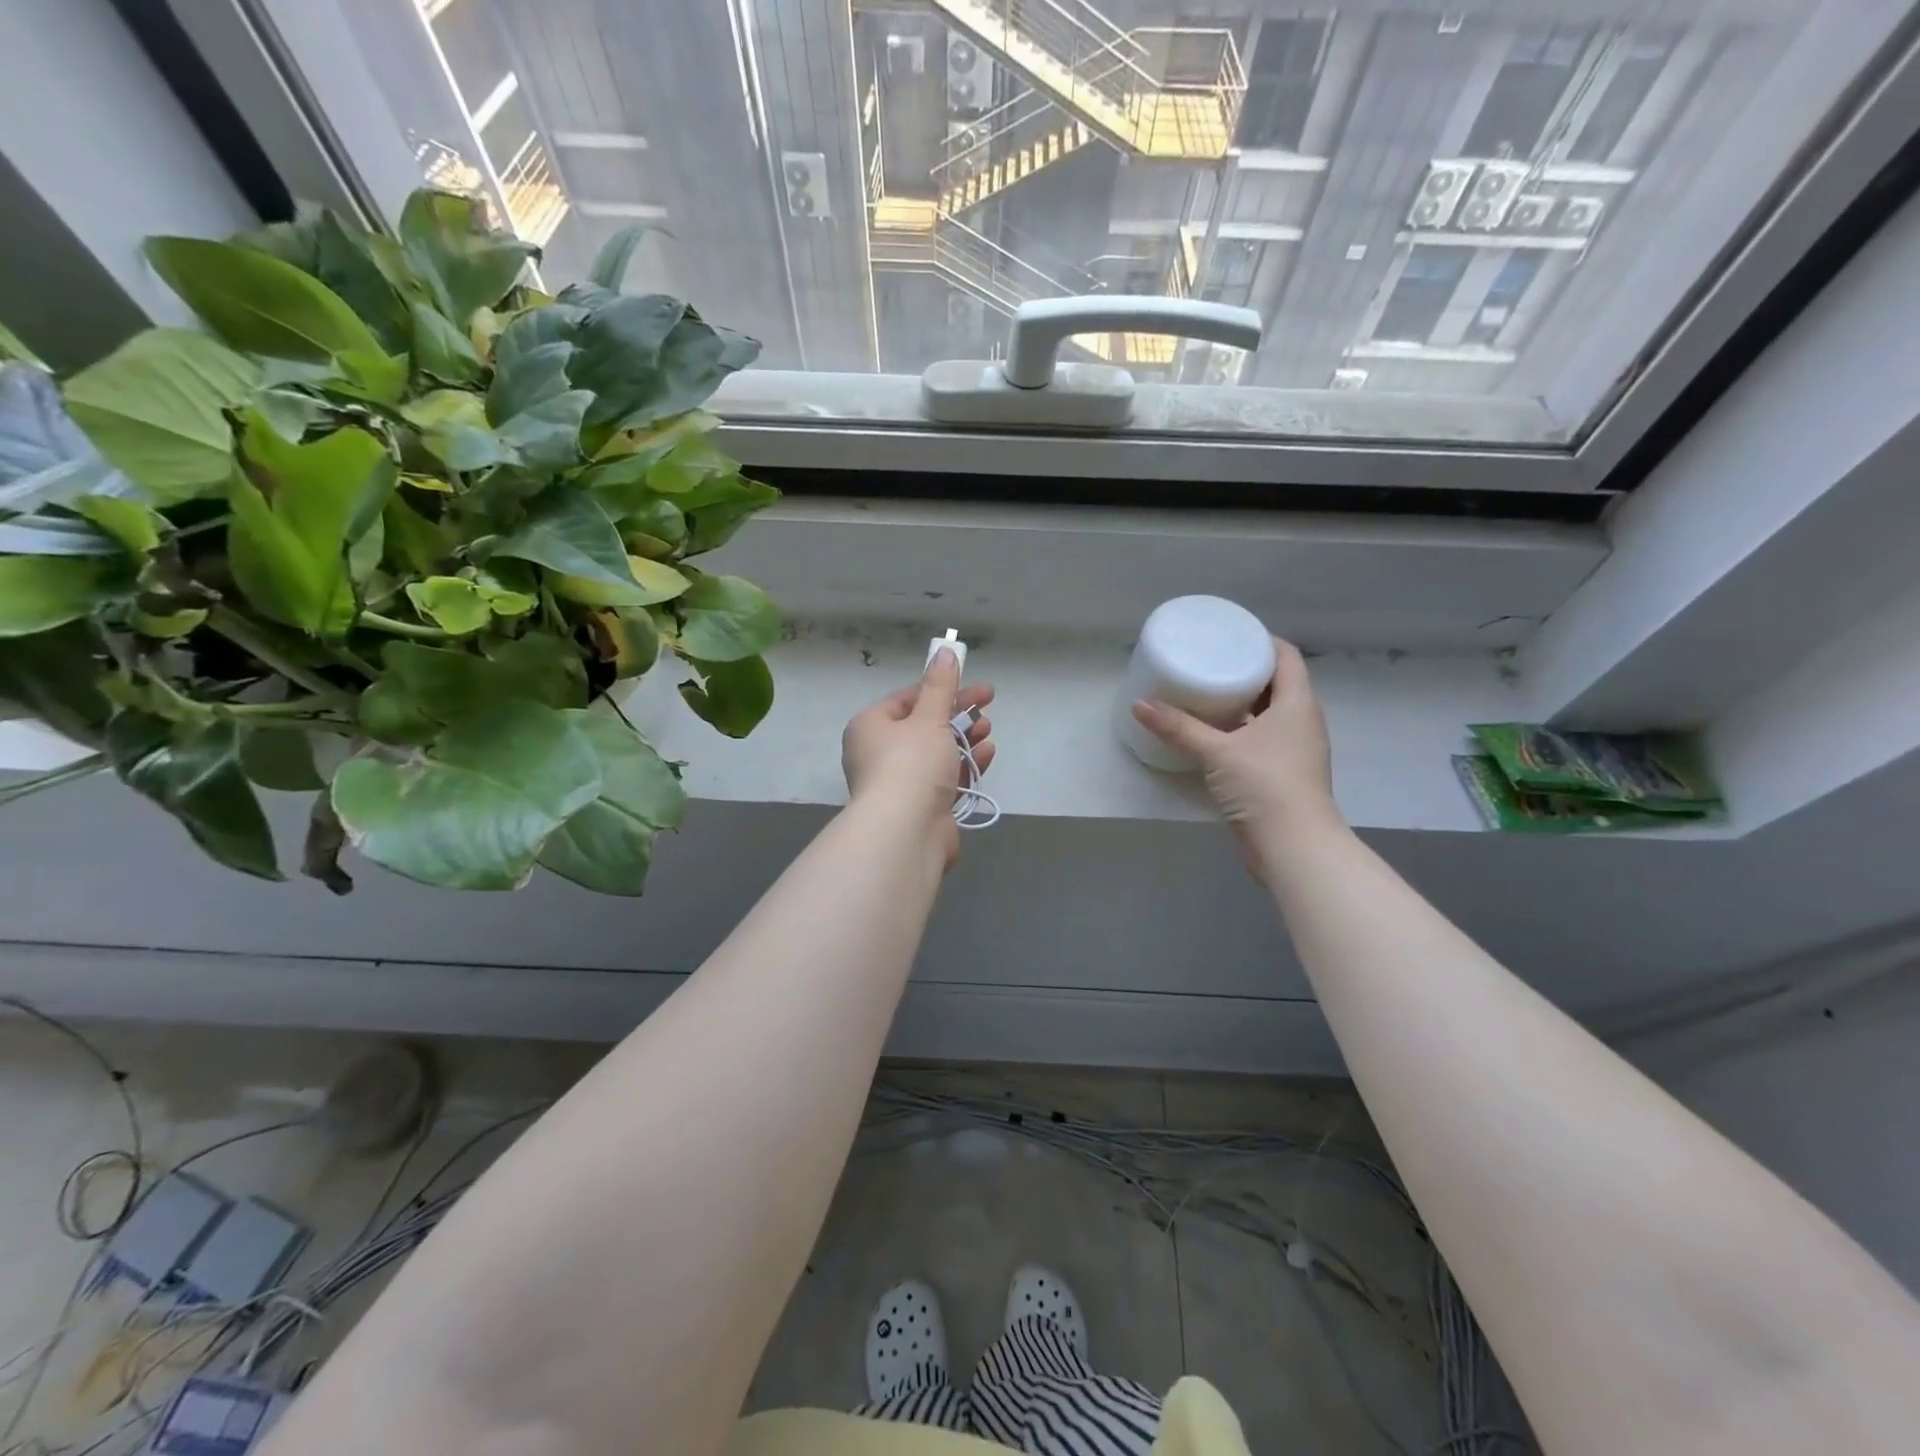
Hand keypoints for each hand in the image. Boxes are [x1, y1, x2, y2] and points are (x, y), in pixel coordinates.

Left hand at [842, 647, 994, 862]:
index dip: (942, 689)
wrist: (906, 832)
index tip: (974, 686)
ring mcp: (899, 784)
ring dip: (964, 740)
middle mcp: (878, 754)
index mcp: (870, 727)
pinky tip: (986, 755)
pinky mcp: (919, 807)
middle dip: (957, 716)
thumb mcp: (929, 718)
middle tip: (987, 707)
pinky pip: (944, 779)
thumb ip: (941, 686)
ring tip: (988, 731)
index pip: (907, 699)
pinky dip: (965, 766)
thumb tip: (945, 651)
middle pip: (923, 726)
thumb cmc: (911, 764)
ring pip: (936, 754)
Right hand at [1131, 637, 1339, 860]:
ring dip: (1243, 703)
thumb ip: (1178, 727)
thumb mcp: (1216, 751)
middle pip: (1278, 684)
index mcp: (1297, 704)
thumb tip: (1139, 704)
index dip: (1262, 641)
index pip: (1286, 657)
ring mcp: (1296, 750)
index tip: (1230, 634)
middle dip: (1246, 671)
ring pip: (1270, 714)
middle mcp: (1302, 722)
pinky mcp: (1284, 775)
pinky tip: (1213, 735)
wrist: (1294, 846)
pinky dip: (1242, 731)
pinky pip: (1263, 740)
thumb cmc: (1264, 785)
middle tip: (1210, 662)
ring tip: (1206, 694)